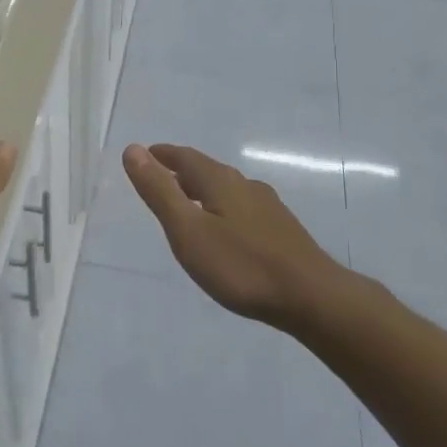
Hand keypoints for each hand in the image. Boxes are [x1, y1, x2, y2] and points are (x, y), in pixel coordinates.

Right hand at [122, 144, 338, 326]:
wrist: (313, 298)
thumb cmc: (241, 265)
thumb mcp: (188, 230)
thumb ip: (159, 191)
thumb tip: (133, 149)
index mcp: (220, 181)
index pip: (185, 157)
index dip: (162, 155)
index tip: (145, 154)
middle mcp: (244, 185)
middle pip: (207, 171)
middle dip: (182, 172)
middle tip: (161, 179)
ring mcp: (268, 208)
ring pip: (227, 190)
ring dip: (203, 191)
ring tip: (188, 205)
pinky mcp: (282, 231)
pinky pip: (242, 209)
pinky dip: (223, 209)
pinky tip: (226, 232)